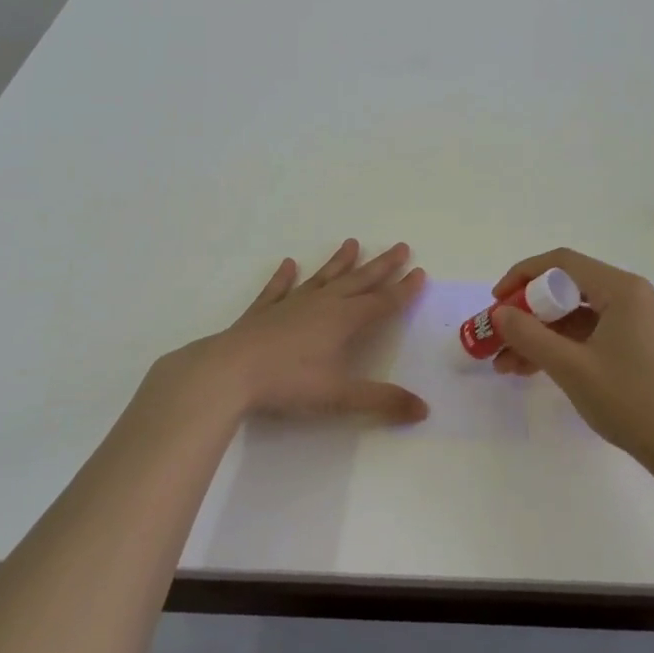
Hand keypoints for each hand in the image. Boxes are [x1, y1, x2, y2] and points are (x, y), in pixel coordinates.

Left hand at [168, 239, 428, 424]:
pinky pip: (278, 289)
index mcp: (344, 320)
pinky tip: (289, 264)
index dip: (403, 290)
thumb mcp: (339, 396)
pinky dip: (284, 277)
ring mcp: (291, 304)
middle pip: (358, 281)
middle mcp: (321, 304)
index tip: (420, 272)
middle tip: (401, 247)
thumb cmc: (288, 383)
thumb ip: (382, 401)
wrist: (229, 372)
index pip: (382, 302)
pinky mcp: (263, 312)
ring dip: (339, 262)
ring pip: (322, 278)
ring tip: (352, 242)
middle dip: (382, 266)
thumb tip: (424, 410)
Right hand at [490, 248, 653, 476]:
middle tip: (497, 337)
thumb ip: (529, 336)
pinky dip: (563, 347)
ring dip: (541, 335)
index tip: (496, 302)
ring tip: (506, 364)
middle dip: (527, 313)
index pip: (561, 263)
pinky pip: (592, 334)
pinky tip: (533, 370)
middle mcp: (633, 296)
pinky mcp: (640, 346)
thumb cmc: (631, 401)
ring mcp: (638, 322)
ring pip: (577, 316)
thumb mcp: (572, 367)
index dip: (522, 276)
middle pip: (568, 289)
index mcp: (622, 289)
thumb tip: (498, 313)